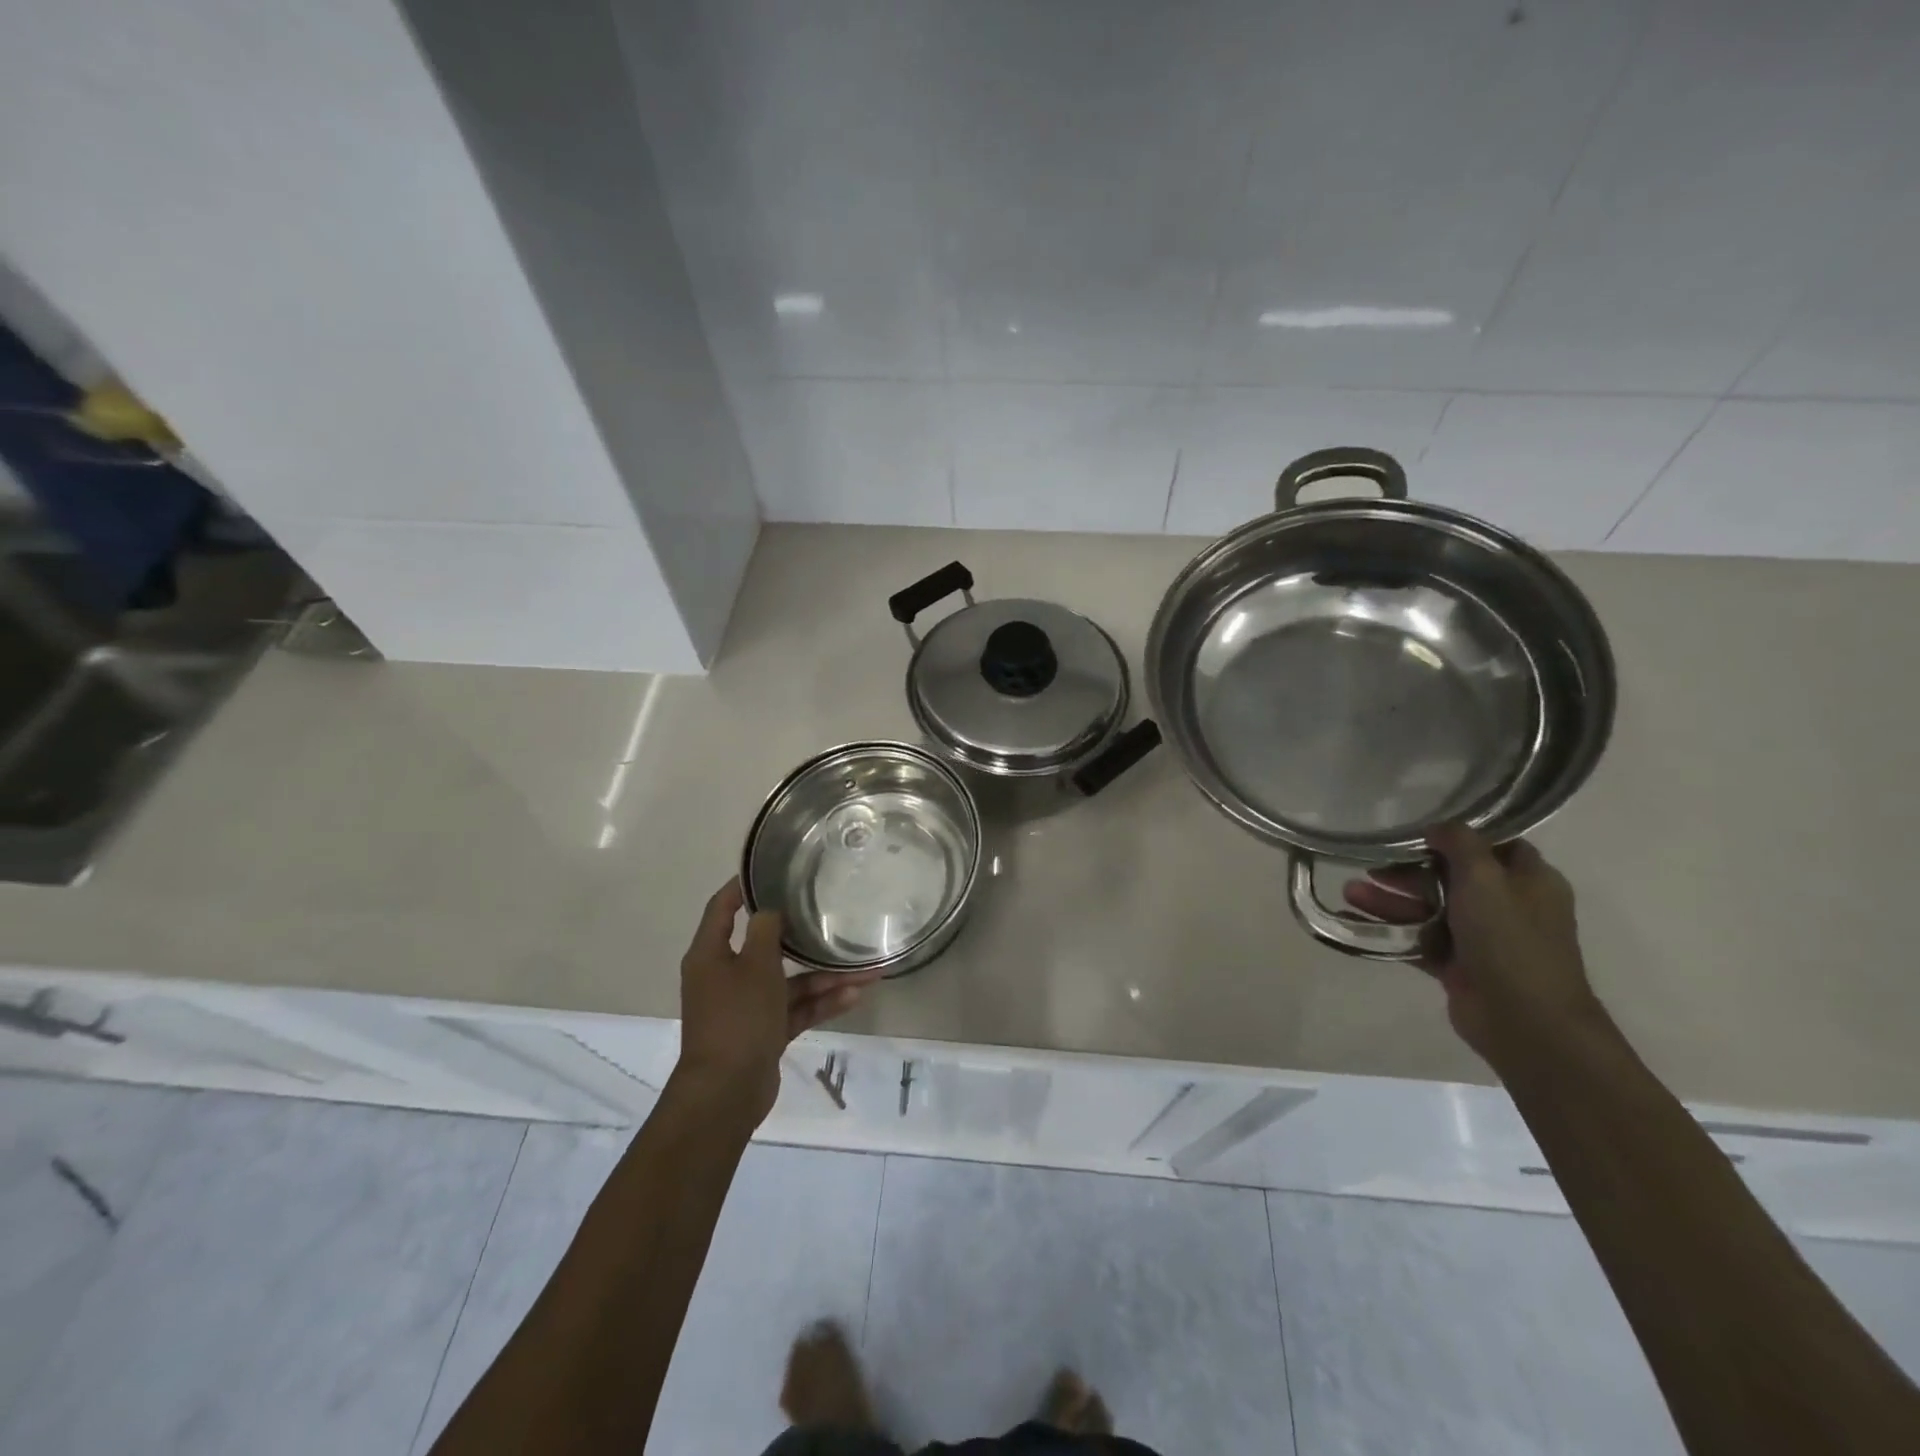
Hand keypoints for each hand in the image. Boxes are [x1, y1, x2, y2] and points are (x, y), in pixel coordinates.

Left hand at [674, 880, 882, 1125]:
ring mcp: (747, 1006)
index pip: (722, 908)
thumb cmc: (737, 1017)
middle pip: (764, 946)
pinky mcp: (765, 1031)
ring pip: (789, 981)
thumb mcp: (755, 965)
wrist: (726, 1092)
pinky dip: (821, 1002)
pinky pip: (796, 1008)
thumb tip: (770, 910)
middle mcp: (726, 976)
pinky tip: (856, 994)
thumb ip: (765, 931)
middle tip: (828, 911)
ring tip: (866, 968)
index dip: (742, 887)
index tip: (770, 870)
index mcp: (711, 955)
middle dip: (800, 935)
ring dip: (824, 976)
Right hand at [1343, 824, 1608, 1069]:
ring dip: (1390, 899)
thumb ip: (1460, 844)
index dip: (1455, 836)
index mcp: (1529, 880)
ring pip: (1428, 908)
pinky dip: (1388, 929)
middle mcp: (1507, 905)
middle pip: (1450, 876)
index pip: (1492, 846)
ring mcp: (1481, 937)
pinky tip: (1352, 919)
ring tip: (1349, 892)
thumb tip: (1439, 826)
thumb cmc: (1510, 939)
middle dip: (1407, 870)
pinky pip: (1417, 938)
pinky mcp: (1458, 964)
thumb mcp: (1485, 878)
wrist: (1525, 1020)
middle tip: (1369, 863)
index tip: (1415, 830)